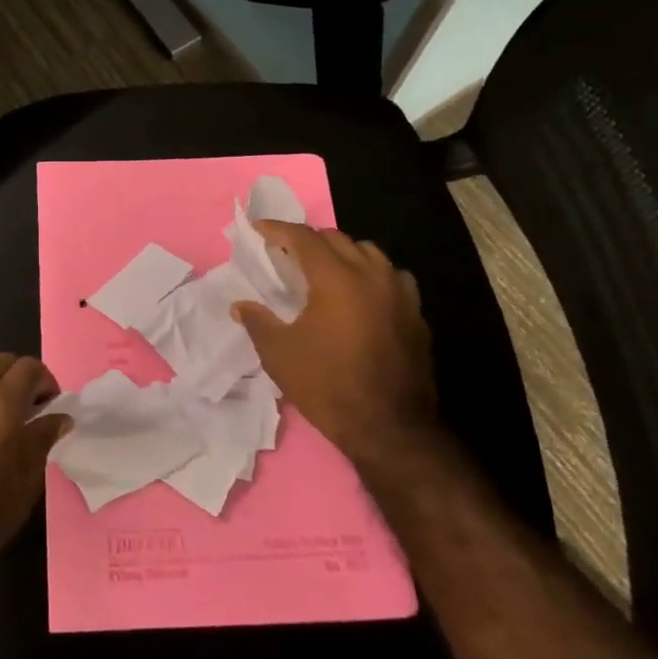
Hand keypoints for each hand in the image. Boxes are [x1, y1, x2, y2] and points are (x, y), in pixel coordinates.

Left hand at [0, 354, 69, 575]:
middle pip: (1, 362)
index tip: (53, 405)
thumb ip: (43, 439)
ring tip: (2, 416)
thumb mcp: (25, 479)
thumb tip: (60, 417)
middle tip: (31, 408)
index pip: (29, 367)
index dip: (46, 381)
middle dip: (20, 377)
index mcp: (1, 399)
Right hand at [230, 222, 437, 463]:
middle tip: (286, 251)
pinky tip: (361, 294)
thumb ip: (258, 322)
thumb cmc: (328, 386)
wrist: (391, 429)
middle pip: (338, 239)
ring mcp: (400, 294)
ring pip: (369, 253)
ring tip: (325, 269)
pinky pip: (392, 277)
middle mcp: (372, 275)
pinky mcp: (416, 315)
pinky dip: (371, 274)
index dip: (278, 229)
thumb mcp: (280, 355)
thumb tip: (240, 306)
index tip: (259, 228)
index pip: (304, 238)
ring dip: (343, 253)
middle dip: (309, 239)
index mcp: (336, 278)